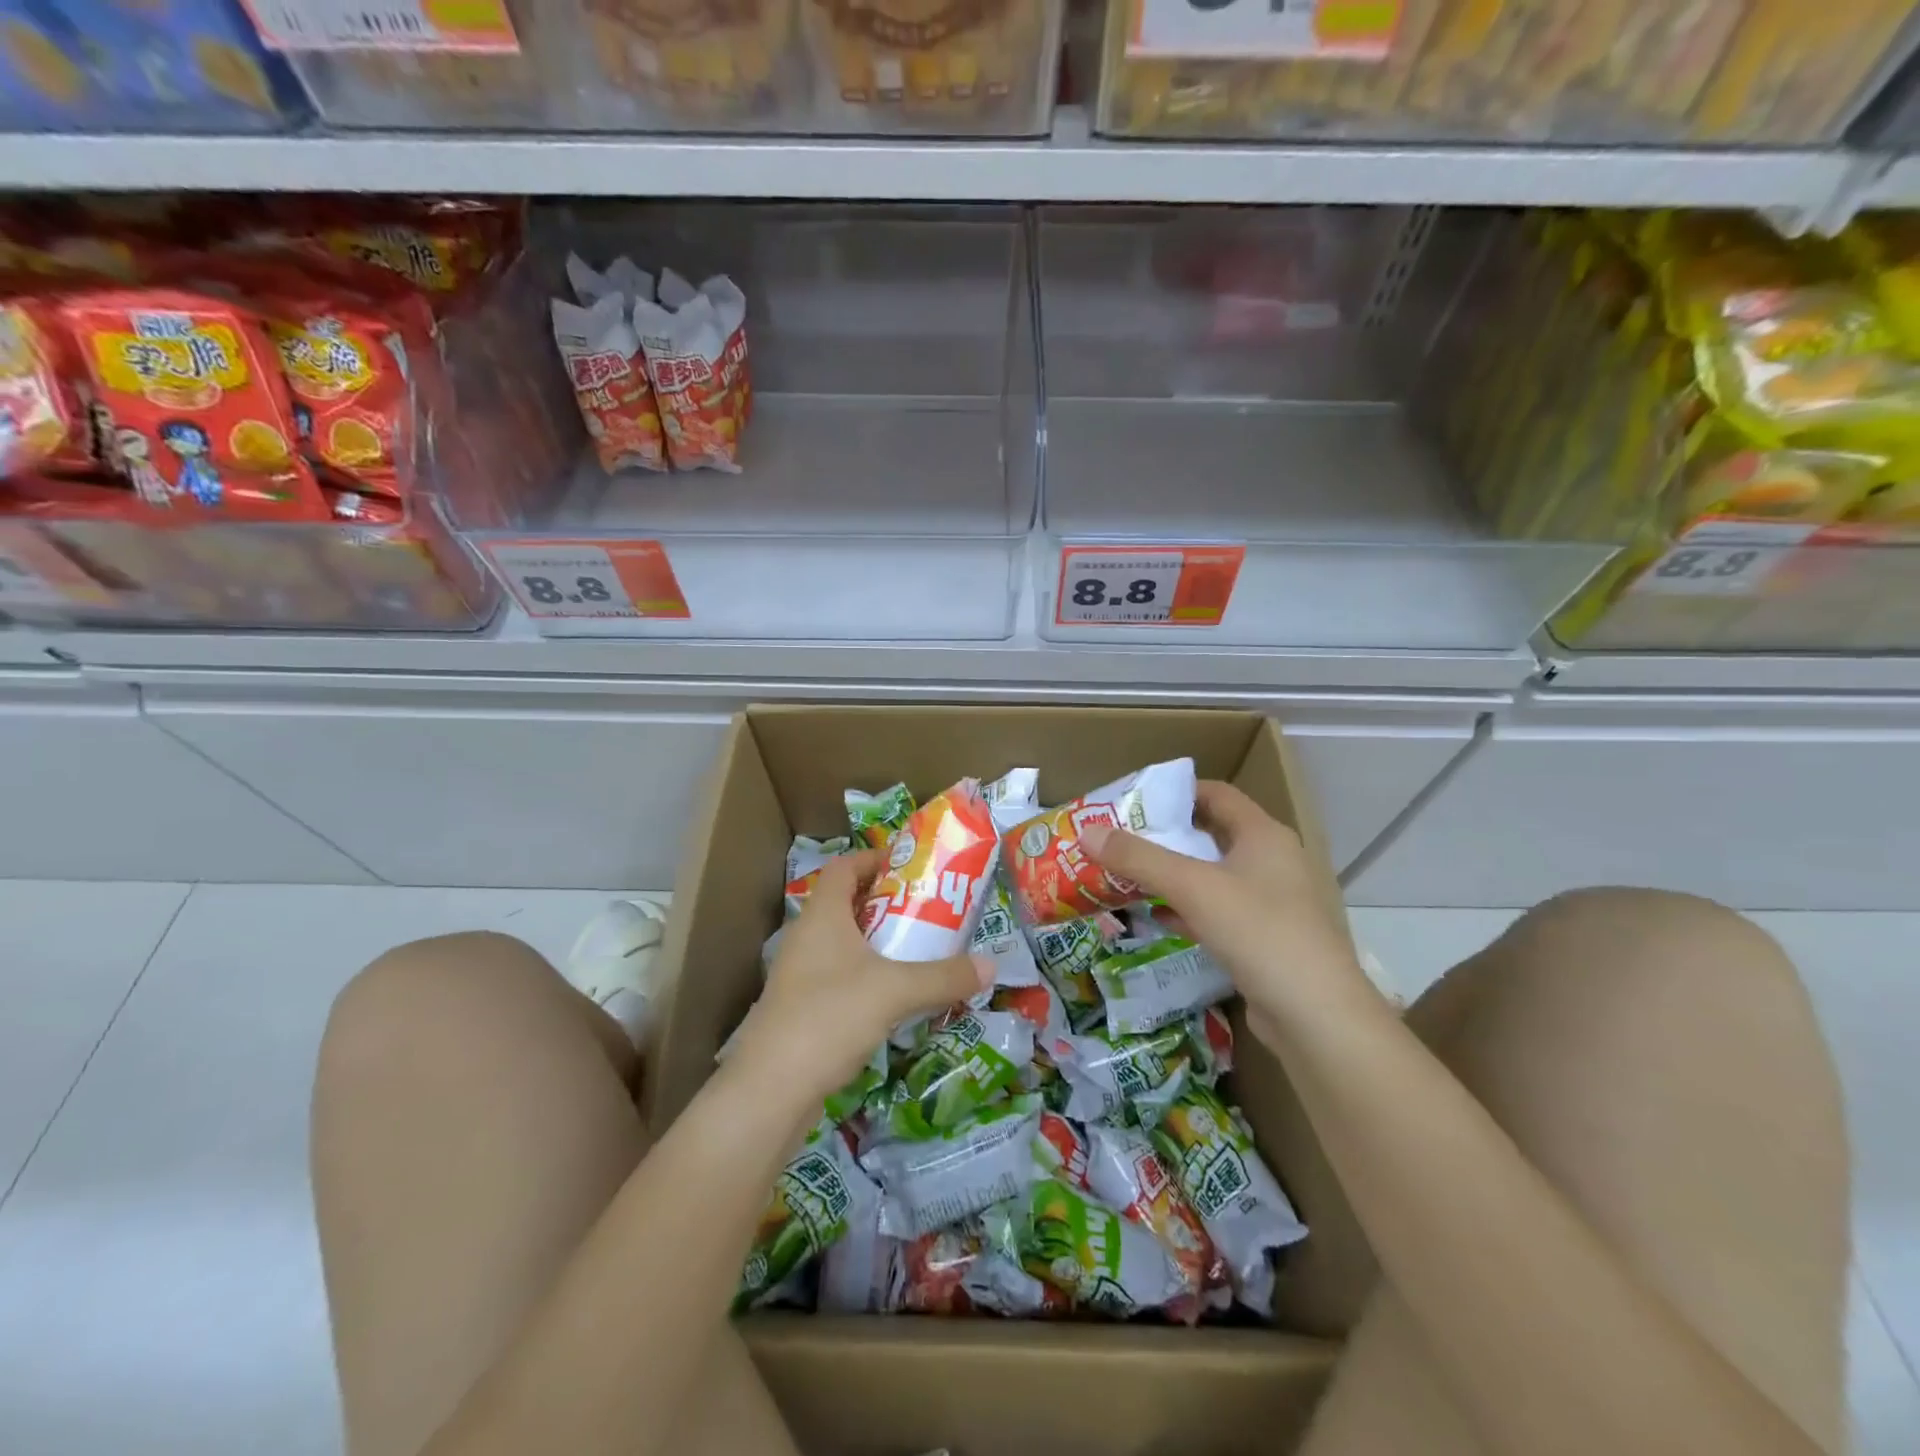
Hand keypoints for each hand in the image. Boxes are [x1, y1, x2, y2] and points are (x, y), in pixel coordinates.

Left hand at [734, 849, 992, 1105]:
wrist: (770, 1090)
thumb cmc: (830, 1016)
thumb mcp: (896, 991)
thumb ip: (945, 976)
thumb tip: (992, 966)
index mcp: (822, 915)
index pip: (844, 867)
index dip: (874, 859)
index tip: (910, 866)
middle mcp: (806, 937)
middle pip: (846, 904)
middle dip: (887, 903)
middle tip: (927, 910)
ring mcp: (799, 975)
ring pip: (843, 944)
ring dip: (878, 943)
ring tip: (918, 952)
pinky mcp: (800, 1009)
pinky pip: (839, 977)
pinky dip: (867, 977)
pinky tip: (894, 999)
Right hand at [1080, 781, 1373, 1042]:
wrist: (1317, 1017)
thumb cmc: (1259, 932)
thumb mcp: (1192, 887)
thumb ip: (1138, 858)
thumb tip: (1086, 833)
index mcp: (1263, 835)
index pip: (1216, 794)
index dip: (1176, 792)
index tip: (1134, 802)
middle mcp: (1273, 861)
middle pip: (1212, 834)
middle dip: (1166, 837)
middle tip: (1121, 840)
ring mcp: (1274, 902)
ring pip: (1214, 876)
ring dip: (1174, 875)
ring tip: (1129, 875)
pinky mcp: (1267, 939)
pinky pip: (1220, 911)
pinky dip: (1188, 909)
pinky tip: (1158, 917)